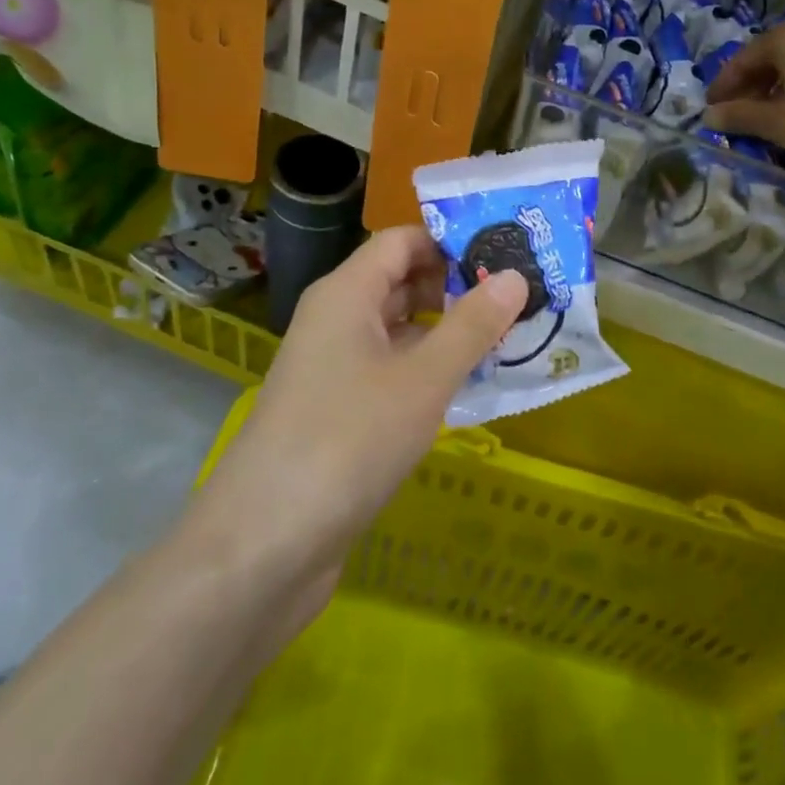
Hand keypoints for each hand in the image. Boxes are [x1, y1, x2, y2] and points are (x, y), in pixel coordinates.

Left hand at [190, 227, 527, 596]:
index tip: (507, 256)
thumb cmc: (348, 440)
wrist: (265, 543)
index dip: (452, 242)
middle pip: (401, 281)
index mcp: (346, 293)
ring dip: (447, 332)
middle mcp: (336, 319)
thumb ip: (471, 325)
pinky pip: (390, 370)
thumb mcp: (423, 379)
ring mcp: (333, 367)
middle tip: (519, 301)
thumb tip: (514, 276)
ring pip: (398, 330)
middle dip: (457, 287)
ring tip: (508, 340)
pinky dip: (428, 370)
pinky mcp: (338, 410)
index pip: (402, 241)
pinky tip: (468, 389)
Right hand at [704, 14, 784, 190]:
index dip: (724, 86)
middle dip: (753, 84)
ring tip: (772, 115)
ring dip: (782, 85)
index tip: (711, 110)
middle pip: (774, 54)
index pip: (744, 58)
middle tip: (738, 113)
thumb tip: (709, 116)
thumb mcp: (779, 124)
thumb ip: (741, 116)